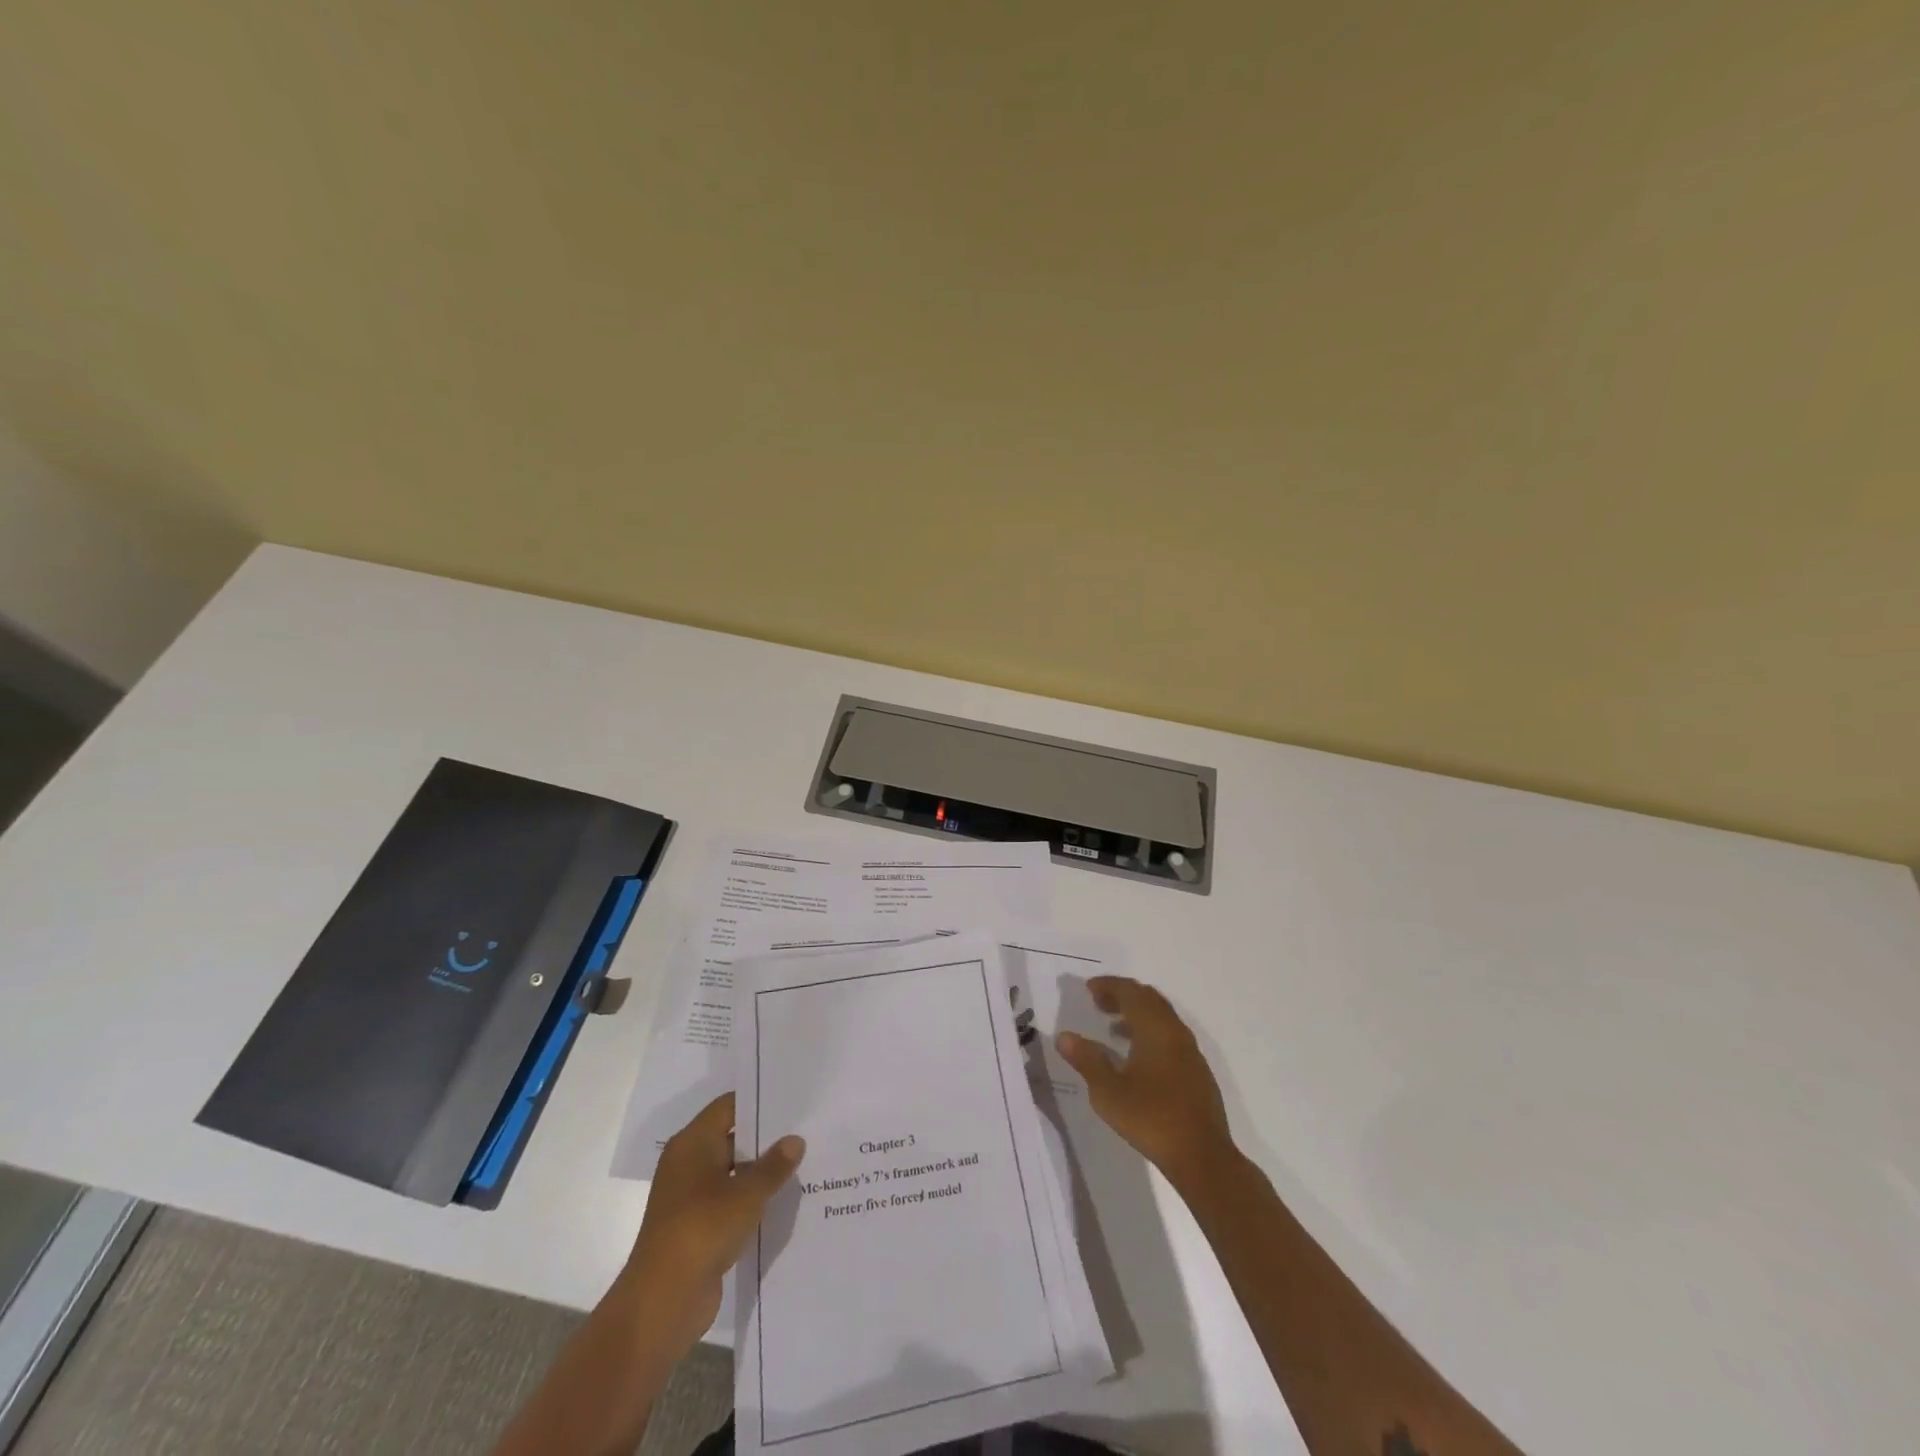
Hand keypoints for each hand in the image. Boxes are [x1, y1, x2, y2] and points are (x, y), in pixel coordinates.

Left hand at [617, 1094, 804, 1351]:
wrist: (663, 1301)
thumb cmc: (702, 1229)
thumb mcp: (747, 1194)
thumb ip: (773, 1166)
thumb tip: (795, 1140)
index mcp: (692, 1143)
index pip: (730, 1106)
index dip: (760, 1101)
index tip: (793, 1100)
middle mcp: (688, 1163)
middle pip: (732, 1137)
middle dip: (766, 1137)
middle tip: (806, 1129)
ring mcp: (691, 1196)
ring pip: (733, 1171)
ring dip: (761, 1171)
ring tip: (803, 1162)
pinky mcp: (697, 1225)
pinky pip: (730, 1200)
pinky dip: (752, 1199)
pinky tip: (783, 1199)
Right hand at [1056, 975, 1235, 1193]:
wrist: (1202, 1157)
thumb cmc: (1151, 1119)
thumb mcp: (1108, 1092)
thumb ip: (1087, 1060)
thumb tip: (1064, 1037)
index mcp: (1155, 1029)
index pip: (1131, 992)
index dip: (1108, 986)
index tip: (1089, 989)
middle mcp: (1175, 1032)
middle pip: (1149, 999)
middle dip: (1123, 995)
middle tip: (1099, 1002)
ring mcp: (1190, 1052)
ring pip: (1162, 1017)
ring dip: (1137, 1014)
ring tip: (1113, 1027)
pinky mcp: (1197, 1071)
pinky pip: (1170, 1035)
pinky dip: (1151, 1032)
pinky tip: (1138, 1057)